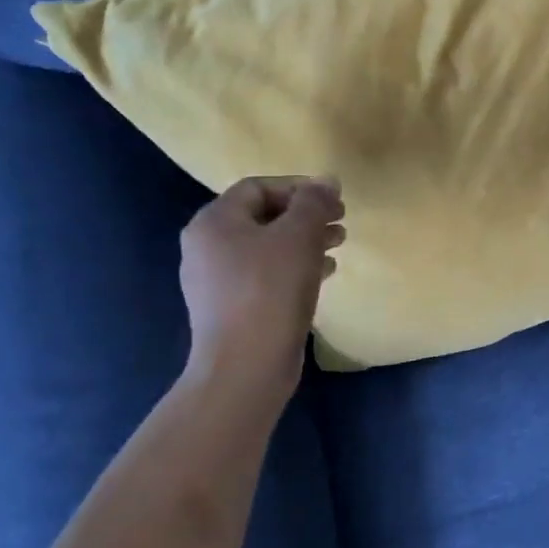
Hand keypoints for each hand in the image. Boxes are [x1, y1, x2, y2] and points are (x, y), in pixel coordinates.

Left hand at [178, 177, 344, 395]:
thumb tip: (327, 180)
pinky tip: (323, 274)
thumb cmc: (270, 290)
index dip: (299, 187)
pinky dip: (295, 266)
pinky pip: (266, 274)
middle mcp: (207, 247)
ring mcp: (217, 280)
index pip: (258, 187)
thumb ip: (314, 202)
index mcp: (214, 222)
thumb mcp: (299, 236)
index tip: (333, 200)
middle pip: (263, 216)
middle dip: (305, 215)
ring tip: (338, 244)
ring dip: (305, 240)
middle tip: (340, 221)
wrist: (245, 367)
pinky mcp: (232, 307)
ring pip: (267, 246)